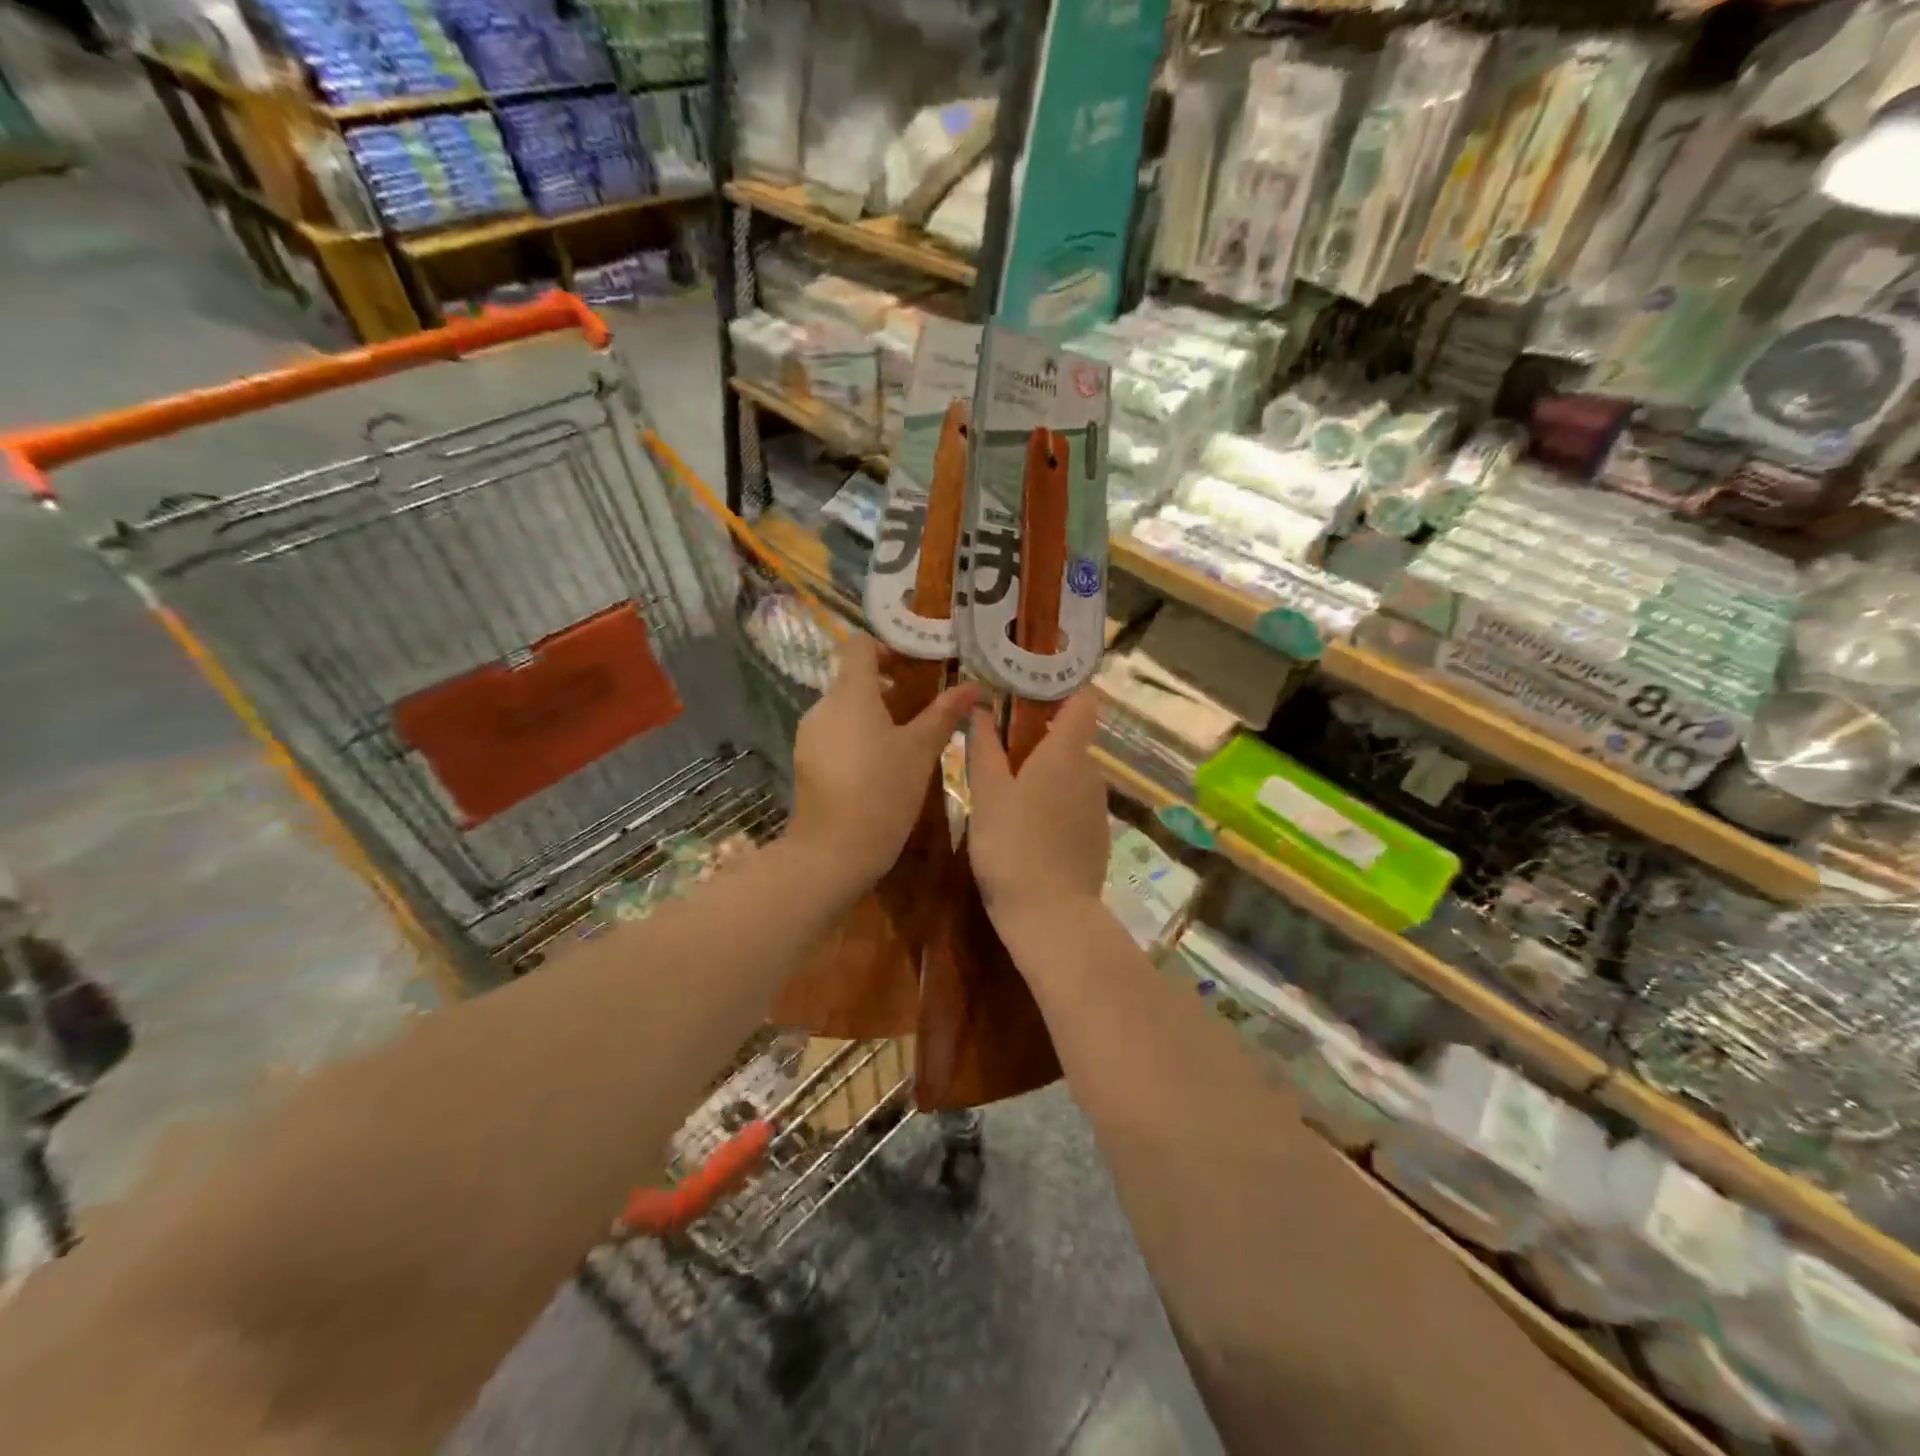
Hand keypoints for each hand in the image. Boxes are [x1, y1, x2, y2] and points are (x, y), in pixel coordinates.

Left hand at [791, 633, 977, 885]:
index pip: (861, 646)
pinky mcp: (806, 762)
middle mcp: (823, 706)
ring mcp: (810, 735)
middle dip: (888, 686)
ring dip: (873, 714)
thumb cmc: (883, 791)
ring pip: (844, 710)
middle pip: (854, 679)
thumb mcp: (921, 751)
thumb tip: (974, 686)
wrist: (833, 851)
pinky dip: (857, 738)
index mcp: (851, 693)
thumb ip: (944, 714)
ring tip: (906, 740)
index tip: (917, 666)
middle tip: (923, 705)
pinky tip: (880, 767)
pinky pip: (834, 735)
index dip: (889, 648)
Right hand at [966, 691, 1108, 935]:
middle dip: (1038, 732)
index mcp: (1066, 753)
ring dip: (1044, 769)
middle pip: (1071, 736)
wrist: (1051, 916)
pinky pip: (1074, 802)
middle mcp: (1091, 772)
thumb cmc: (1012, 845)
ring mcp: (1097, 806)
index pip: (1082, 699)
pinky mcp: (1096, 835)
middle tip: (997, 739)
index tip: (1028, 684)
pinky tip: (1026, 822)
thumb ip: (983, 746)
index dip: (1061, 686)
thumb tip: (979, 706)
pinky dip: (1053, 799)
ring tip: (1005, 784)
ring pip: (1071, 772)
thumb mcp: (988, 793)